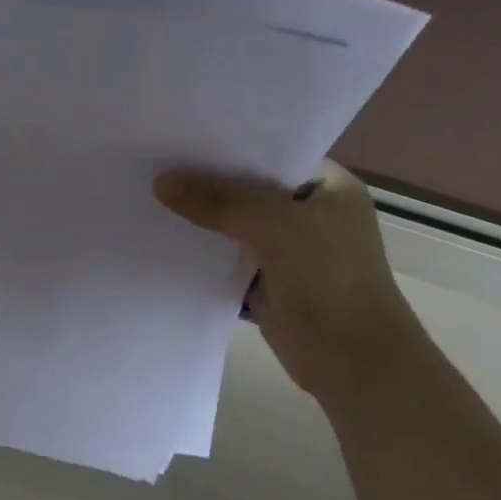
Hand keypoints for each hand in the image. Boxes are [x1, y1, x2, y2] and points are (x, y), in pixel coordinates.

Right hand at [155, 160, 425, 403]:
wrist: (352, 362)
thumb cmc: (329, 280)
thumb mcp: (276, 226)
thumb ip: (219, 201)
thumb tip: (161, 182)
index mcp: (328, 187)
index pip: (271, 153)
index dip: (228, 145)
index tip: (180, 137)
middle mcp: (308, 213)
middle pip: (246, 190)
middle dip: (205, 182)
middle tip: (153, 164)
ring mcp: (287, 251)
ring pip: (233, 226)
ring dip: (200, 220)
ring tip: (148, 196)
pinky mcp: (266, 283)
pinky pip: (226, 259)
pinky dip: (202, 254)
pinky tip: (162, 241)